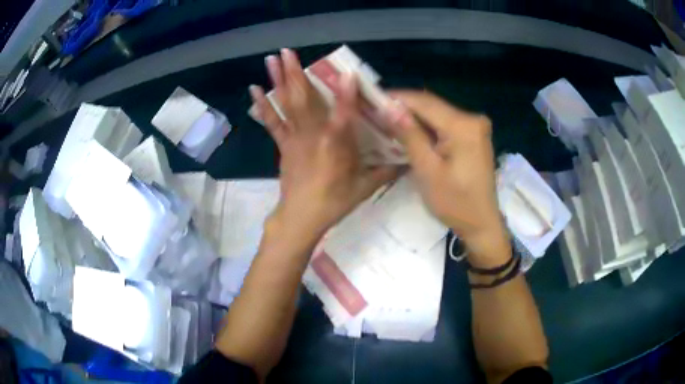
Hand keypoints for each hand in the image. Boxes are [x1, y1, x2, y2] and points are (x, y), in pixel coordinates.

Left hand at [249, 49, 397, 237]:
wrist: (301, 217)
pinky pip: (272, 121)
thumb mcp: (365, 187)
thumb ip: (386, 171)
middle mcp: (314, 137)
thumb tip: (408, 160)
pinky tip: (254, 88)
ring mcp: (295, 138)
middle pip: (305, 101)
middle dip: (296, 74)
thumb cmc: (334, 202)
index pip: (344, 117)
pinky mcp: (283, 144)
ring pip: (287, 105)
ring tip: (271, 59)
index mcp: (337, 147)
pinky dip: (263, 105)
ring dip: (278, 80)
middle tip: (287, 51)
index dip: (347, 96)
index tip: (348, 74)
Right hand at [381, 90, 508, 264]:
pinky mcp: (474, 135)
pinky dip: (427, 127)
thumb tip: (388, 106)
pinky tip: (410, 132)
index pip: (424, 101)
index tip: (371, 99)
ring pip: (437, 113)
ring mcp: (475, 126)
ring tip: (387, 122)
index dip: (396, 98)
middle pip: (431, 105)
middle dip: (403, 108)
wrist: (481, 223)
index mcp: (463, 125)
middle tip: (375, 113)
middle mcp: (472, 118)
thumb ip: (409, 134)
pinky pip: (445, 123)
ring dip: (414, 117)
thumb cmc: (454, 203)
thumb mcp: (427, 170)